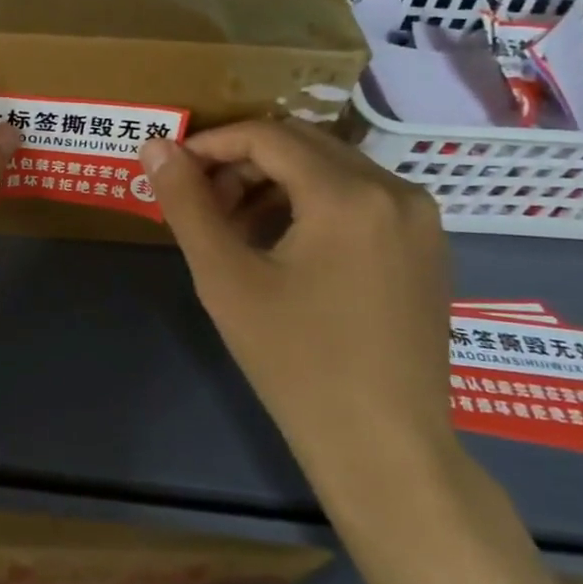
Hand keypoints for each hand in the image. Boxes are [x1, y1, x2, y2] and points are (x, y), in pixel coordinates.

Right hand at [139, 119, 457, 507]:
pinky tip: (282, 245)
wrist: (384, 448)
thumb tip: (155, 146)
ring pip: (331, 170)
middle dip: (242, 162)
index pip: (267, 136)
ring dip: (275, 182)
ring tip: (233, 226)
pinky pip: (359, 199)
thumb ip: (186, 203)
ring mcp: (420, 220)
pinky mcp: (427, 248)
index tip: (173, 169)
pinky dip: (311, 204)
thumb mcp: (226, 278)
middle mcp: (395, 191)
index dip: (211, 144)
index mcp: (349, 194)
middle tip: (200, 200)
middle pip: (302, 144)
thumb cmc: (296, 361)